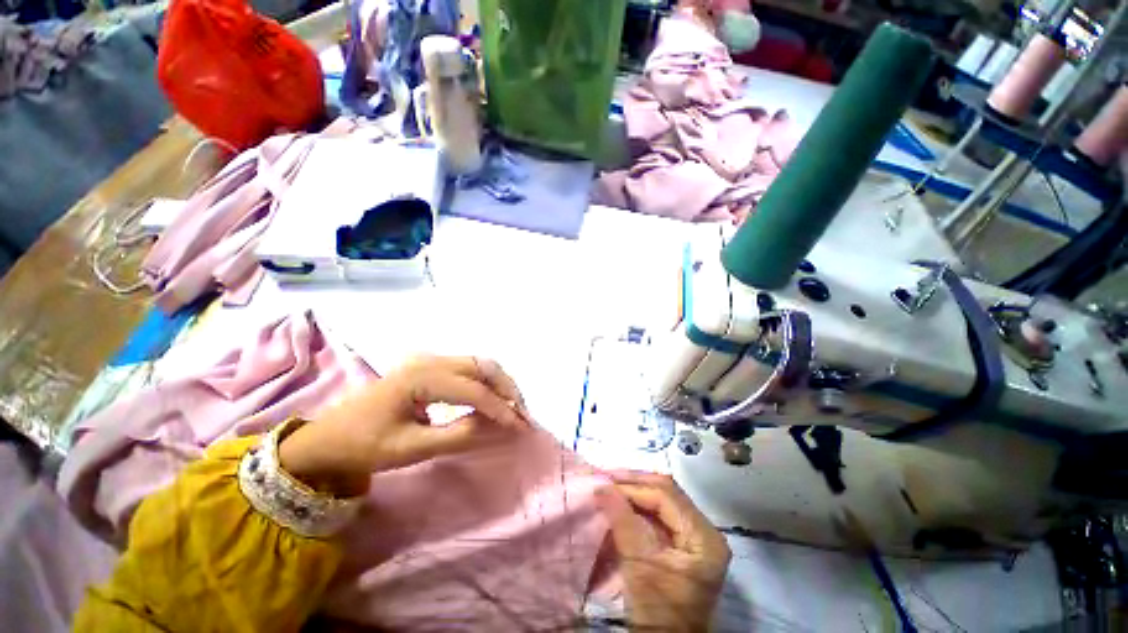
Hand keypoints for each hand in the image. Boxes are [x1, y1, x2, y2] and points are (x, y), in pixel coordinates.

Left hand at [279, 356, 530, 493]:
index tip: (521, 427)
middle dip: (508, 389)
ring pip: (479, 363)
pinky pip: (469, 368)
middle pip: (483, 366)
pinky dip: (487, 382)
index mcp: (421, 376)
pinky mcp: (430, 365)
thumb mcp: (411, 448)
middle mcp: (430, 359)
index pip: (474, 390)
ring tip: (513, 407)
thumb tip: (496, 426)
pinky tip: (493, 399)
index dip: (501, 409)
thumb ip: (458, 435)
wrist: (328, 437)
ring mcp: (430, 359)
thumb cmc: (364, 445)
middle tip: (523, 413)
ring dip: (500, 383)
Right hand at [596, 471, 730, 631]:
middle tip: (607, 478)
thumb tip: (602, 486)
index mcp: (704, 538)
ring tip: (611, 486)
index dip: (634, 487)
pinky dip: (639, 506)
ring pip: (663, 500)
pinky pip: (660, 514)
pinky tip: (622, 502)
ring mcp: (695, 537)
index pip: (666, 497)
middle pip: (667, 493)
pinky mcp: (683, 544)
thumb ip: (622, 521)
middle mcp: (705, 531)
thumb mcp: (639, 566)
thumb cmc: (657, 612)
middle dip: (635, 483)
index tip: (605, 483)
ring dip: (636, 491)